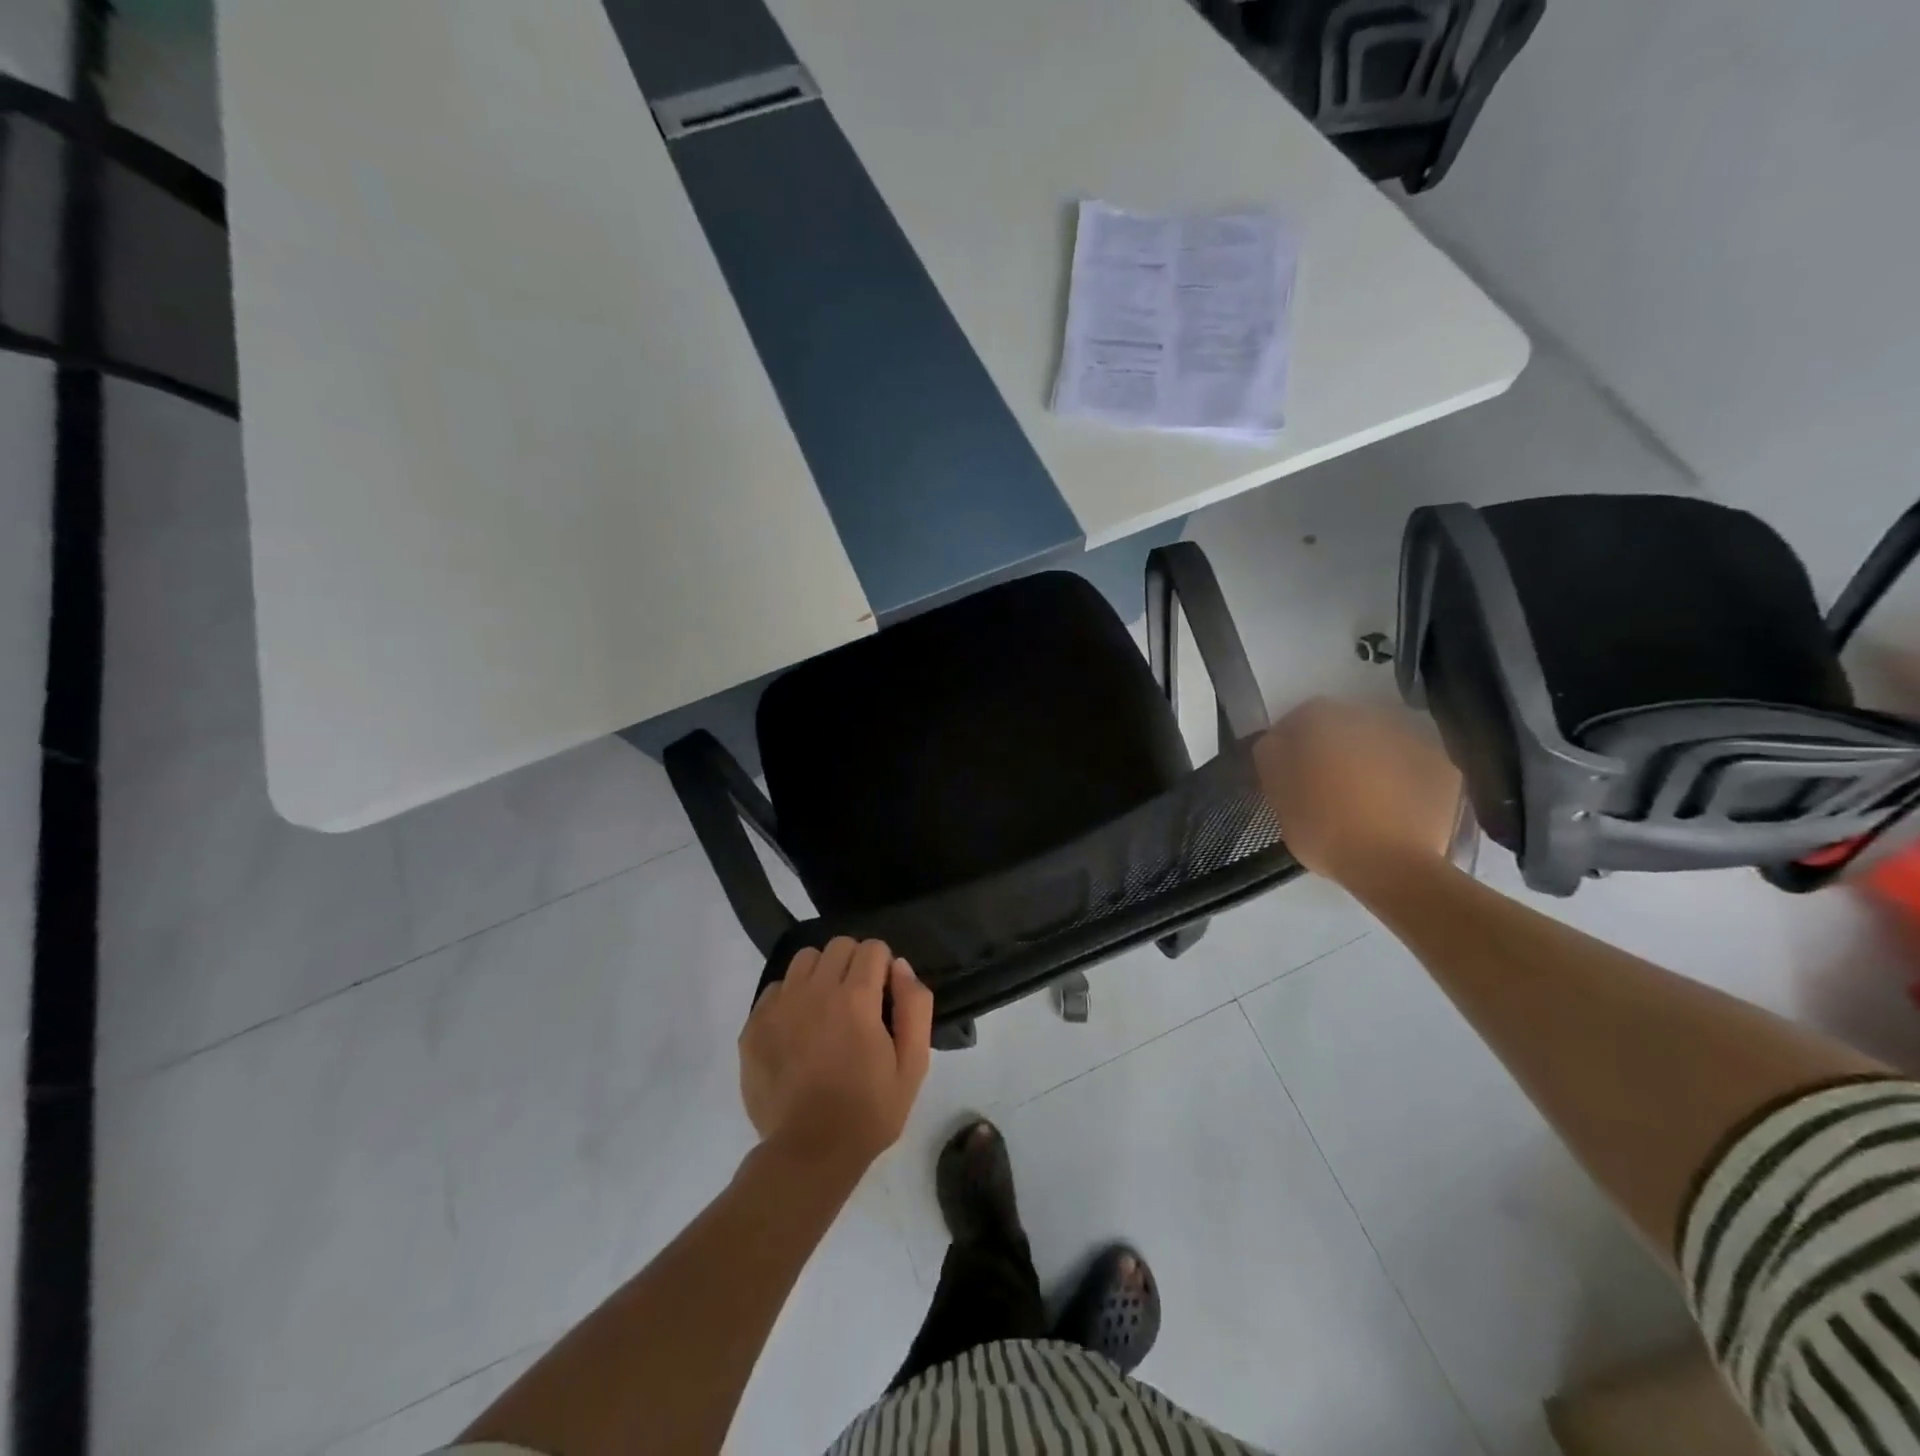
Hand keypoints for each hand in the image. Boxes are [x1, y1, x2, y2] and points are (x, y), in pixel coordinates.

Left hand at [739, 937, 933, 1177]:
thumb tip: (900, 967)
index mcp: (856, 999)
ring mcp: (779, 1006)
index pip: (873, 948)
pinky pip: (775, 988)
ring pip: (805, 960)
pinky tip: (798, 1029)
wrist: (808, 1154)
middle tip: (858, 1000)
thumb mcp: (912, 1065)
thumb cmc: (868, 1112)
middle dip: (854, 963)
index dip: (884, 966)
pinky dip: (791, 998)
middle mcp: (815, 991)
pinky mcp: (754, 1025)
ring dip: (821, 974)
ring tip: (826, 1009)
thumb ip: (915, 1007)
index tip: (884, 995)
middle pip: (839, 945)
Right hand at [1254, 698, 1462, 886]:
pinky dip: (1403, 780)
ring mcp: (1412, 739)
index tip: (1289, 773)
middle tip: (1325, 787)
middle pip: (1343, 727)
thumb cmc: (1322, 827)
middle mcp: (1370, 717)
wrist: (1391, 865)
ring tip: (1363, 801)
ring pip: (1380, 745)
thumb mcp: (1276, 793)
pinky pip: (1412, 767)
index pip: (1299, 718)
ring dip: (1370, 762)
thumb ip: (1272, 756)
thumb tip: (1278, 741)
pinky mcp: (1443, 767)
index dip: (1291, 744)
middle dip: (1334, 750)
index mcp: (1323, 720)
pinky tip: (1395, 809)